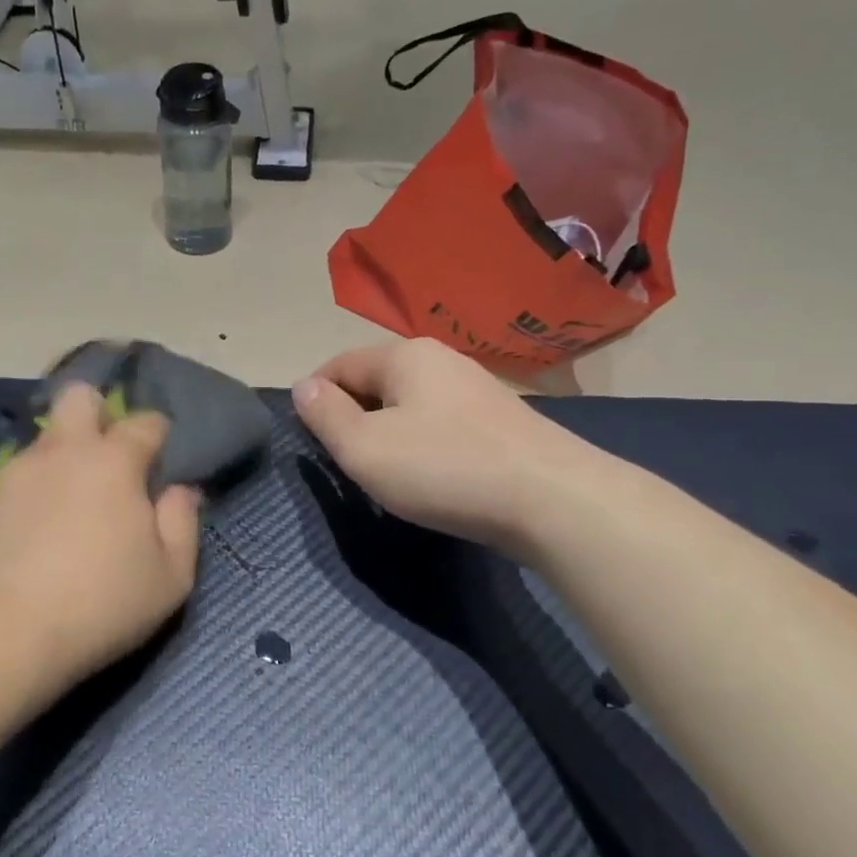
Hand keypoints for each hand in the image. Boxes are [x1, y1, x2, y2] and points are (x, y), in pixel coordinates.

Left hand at [0, 384, 201, 691]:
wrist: (4, 634)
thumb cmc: (101, 605)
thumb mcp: (170, 577)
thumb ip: (183, 524)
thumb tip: (180, 490)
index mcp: (113, 462)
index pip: (145, 422)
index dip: (158, 436)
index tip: (159, 463)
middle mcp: (62, 451)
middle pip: (80, 397)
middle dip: (99, 414)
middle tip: (107, 460)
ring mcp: (16, 471)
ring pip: (44, 440)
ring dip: (62, 458)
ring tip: (65, 509)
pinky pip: (15, 477)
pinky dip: (30, 491)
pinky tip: (30, 533)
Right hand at [293, 339, 602, 549]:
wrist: (553, 500)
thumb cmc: (443, 469)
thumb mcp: (364, 448)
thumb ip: (325, 415)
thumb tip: (303, 387)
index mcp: (404, 356)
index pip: (338, 365)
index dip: (314, 398)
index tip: (307, 439)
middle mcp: (441, 360)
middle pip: (376, 381)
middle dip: (352, 415)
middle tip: (344, 461)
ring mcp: (477, 388)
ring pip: (410, 404)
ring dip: (387, 431)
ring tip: (385, 473)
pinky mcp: (501, 421)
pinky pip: (441, 423)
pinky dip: (423, 444)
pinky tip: (431, 476)